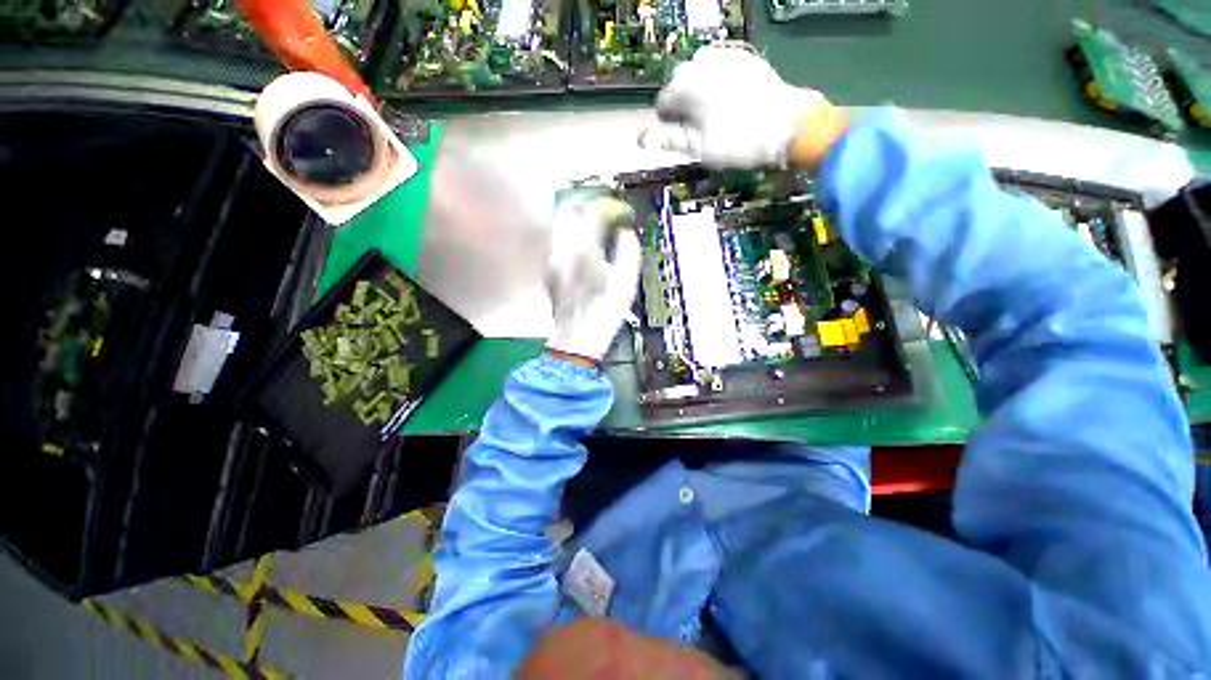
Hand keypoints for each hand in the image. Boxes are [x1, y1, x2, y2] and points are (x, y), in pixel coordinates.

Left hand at [546, 195, 641, 363]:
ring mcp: (551, 258)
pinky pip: (559, 240)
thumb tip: (625, 233)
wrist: (576, 339)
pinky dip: (573, 234)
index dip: (612, 207)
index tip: (623, 214)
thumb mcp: (626, 282)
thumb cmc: (604, 313)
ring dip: (579, 217)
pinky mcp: (549, 268)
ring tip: (597, 226)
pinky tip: (585, 246)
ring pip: (561, 222)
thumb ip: (628, 250)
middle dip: (590, 203)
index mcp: (583, 249)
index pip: (595, 211)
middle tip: (606, 210)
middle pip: (569, 208)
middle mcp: (562, 248)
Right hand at [642, 46, 847, 168]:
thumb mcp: (700, 149)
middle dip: (682, 102)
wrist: (787, 126)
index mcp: (688, 86)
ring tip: (709, 112)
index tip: (675, 135)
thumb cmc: (738, 142)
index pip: (664, 102)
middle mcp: (702, 64)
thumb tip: (645, 140)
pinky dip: (716, 82)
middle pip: (680, 82)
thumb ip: (672, 140)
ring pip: (700, 71)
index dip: (667, 122)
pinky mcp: (744, 58)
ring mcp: (726, 57)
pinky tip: (726, 99)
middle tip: (693, 125)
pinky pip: (720, 67)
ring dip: (698, 90)